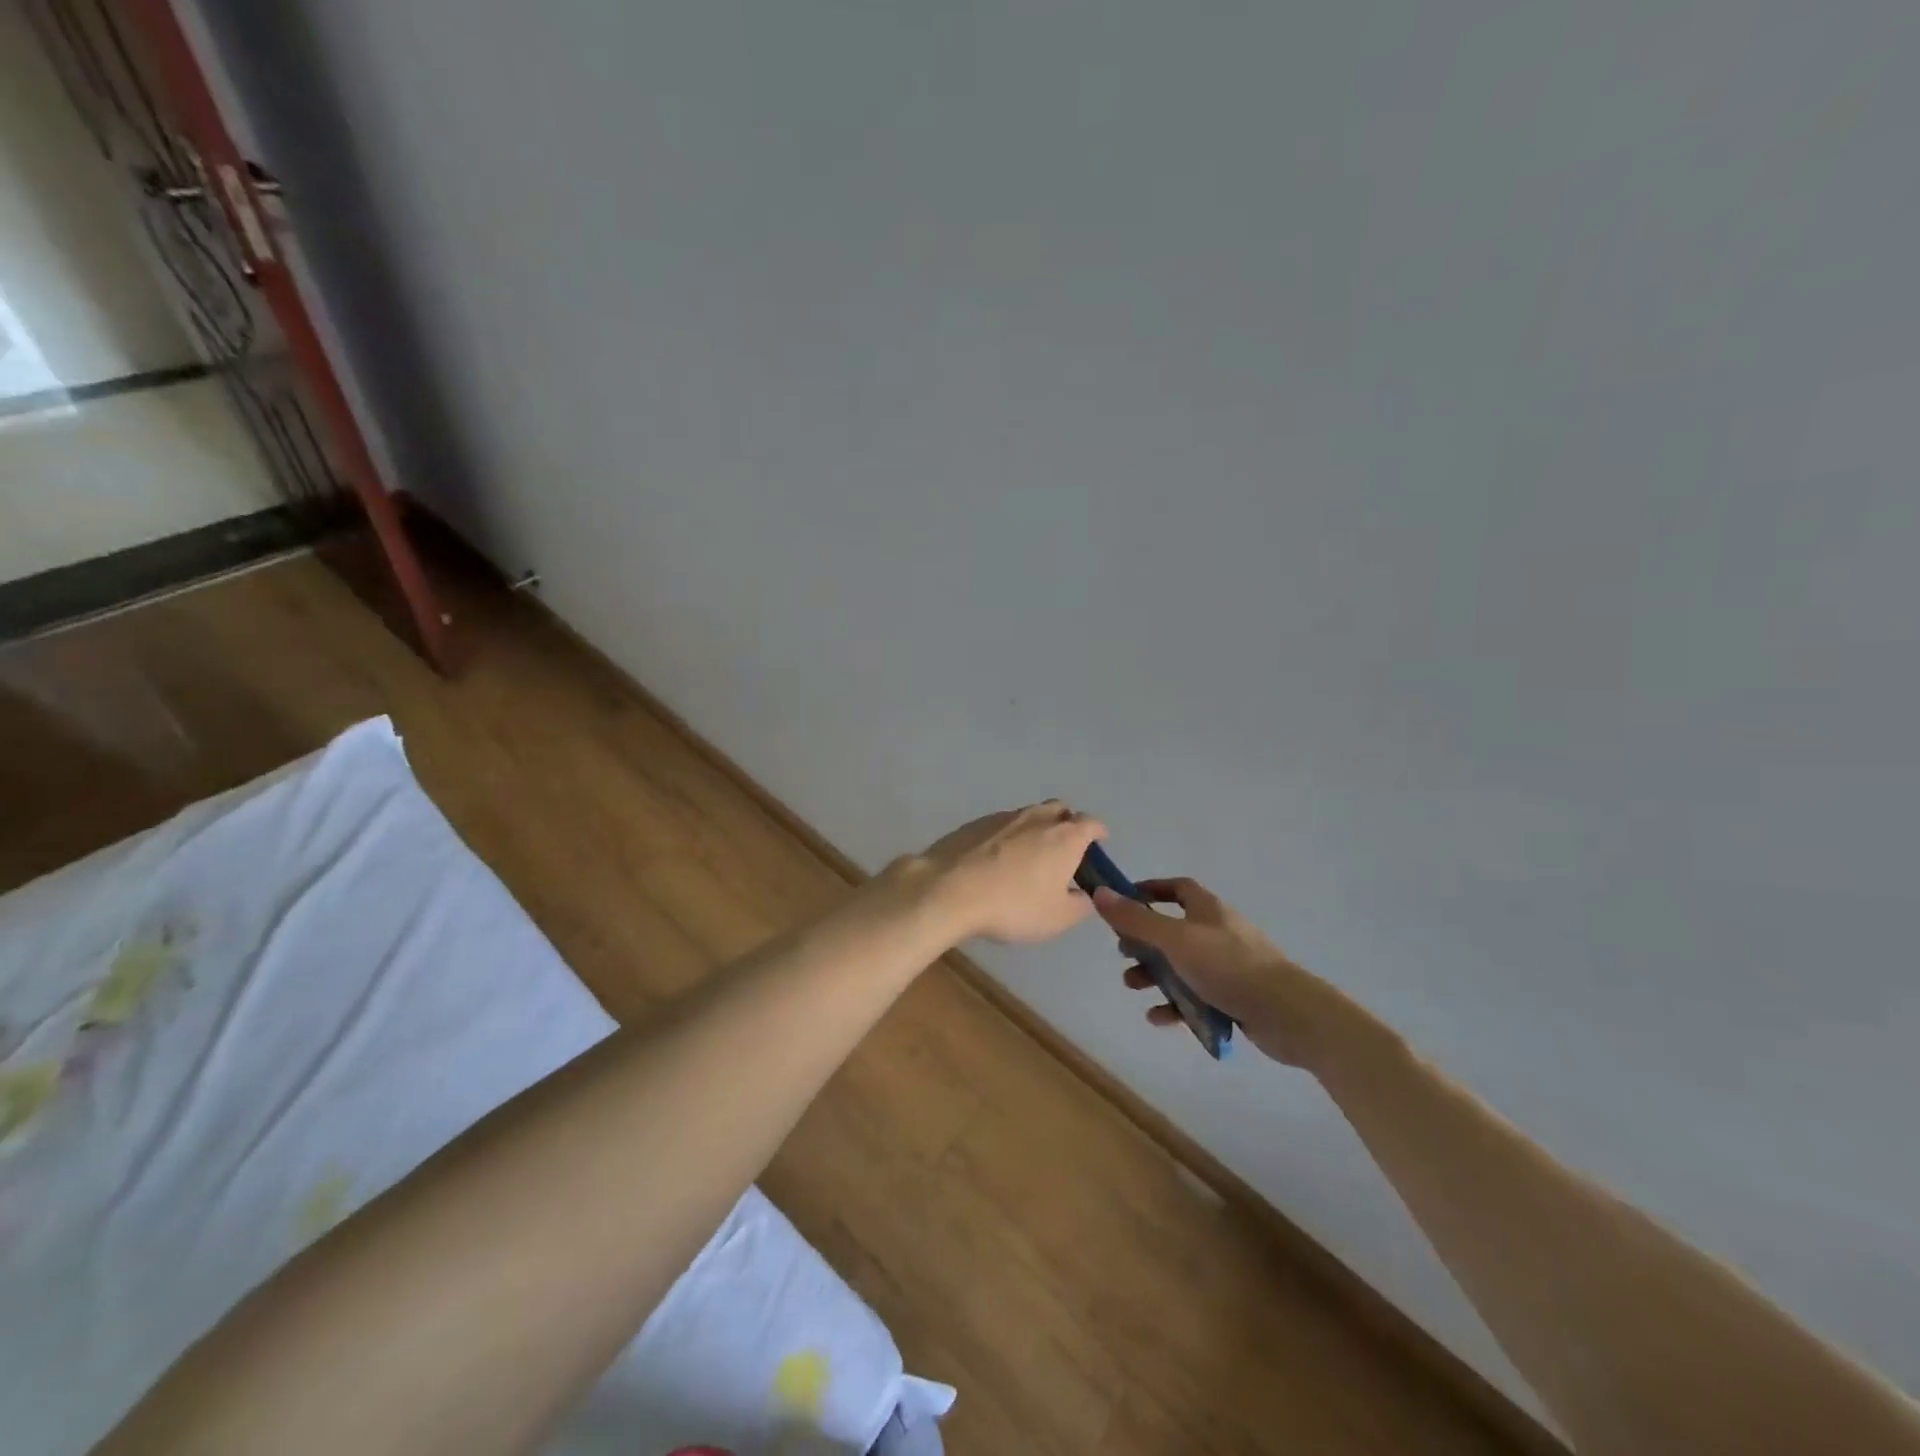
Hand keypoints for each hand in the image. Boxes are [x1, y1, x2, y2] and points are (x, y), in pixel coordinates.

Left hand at [906, 801, 1107, 943]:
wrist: (950, 889)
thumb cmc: (1014, 905)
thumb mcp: (1058, 918)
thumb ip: (1080, 904)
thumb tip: (1085, 894)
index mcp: (1065, 836)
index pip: (1092, 823)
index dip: (1099, 833)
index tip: (1099, 845)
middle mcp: (1037, 817)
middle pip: (1061, 810)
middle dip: (1068, 824)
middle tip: (1064, 851)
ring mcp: (1003, 817)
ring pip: (1029, 815)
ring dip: (1036, 830)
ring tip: (1028, 858)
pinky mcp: (975, 823)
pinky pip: (1001, 825)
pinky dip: (1007, 837)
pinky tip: (996, 861)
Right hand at [1091, 877, 1349, 1068]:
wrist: (1288, 1014)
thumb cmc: (1228, 966)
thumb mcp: (1175, 939)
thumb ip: (1136, 919)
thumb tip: (1100, 893)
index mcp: (1208, 910)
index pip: (1177, 888)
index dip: (1150, 891)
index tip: (1124, 902)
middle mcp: (1218, 932)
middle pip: (1173, 929)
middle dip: (1145, 941)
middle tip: (1124, 953)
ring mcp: (1228, 966)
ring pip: (1182, 965)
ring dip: (1155, 975)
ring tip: (1133, 986)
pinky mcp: (1234, 997)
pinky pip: (1196, 997)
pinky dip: (1175, 1005)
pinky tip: (1158, 1018)